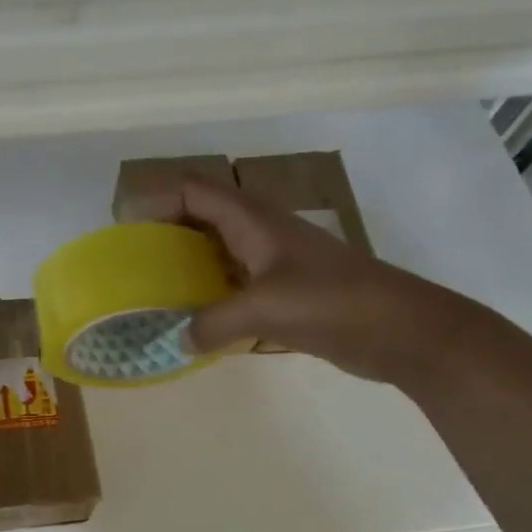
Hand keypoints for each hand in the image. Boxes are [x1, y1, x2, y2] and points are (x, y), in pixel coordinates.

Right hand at [136, 175, 479, 387]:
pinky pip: (233, 284)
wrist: (403, 329)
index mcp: (253, 219)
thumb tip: (176, 341)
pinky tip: (193, 321)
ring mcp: (274, 262)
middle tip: (134, 264)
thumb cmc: (333, 302)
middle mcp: (259, 232)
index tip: (128, 231)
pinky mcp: (285, 291)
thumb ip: (212, 323)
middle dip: (165, 233)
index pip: (195, 190)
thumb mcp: (264, 309)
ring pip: (217, 251)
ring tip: (154, 293)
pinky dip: (209, 295)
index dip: (159, 200)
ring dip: (186, 266)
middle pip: (201, 217)